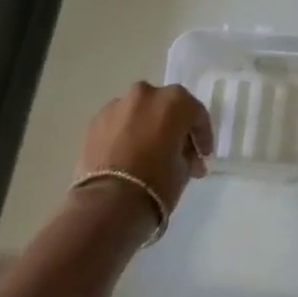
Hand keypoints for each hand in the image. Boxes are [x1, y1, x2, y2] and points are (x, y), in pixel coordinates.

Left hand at [79, 82, 213, 221]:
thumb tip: (185, 156)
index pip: (196, 114)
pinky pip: (118, 123)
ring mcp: (116, 105)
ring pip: (139, 112)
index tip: (203, 156)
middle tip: (177, 152)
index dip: (202, 136)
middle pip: (165, 107)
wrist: (110, 201)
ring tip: (148, 154)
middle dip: (173, 127)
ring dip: (147, 128)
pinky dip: (125, 134)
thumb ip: (187, 153)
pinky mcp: (95, 121)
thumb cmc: (158, 182)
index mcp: (174, 101)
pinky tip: (127, 156)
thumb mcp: (185, 168)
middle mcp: (145, 94)